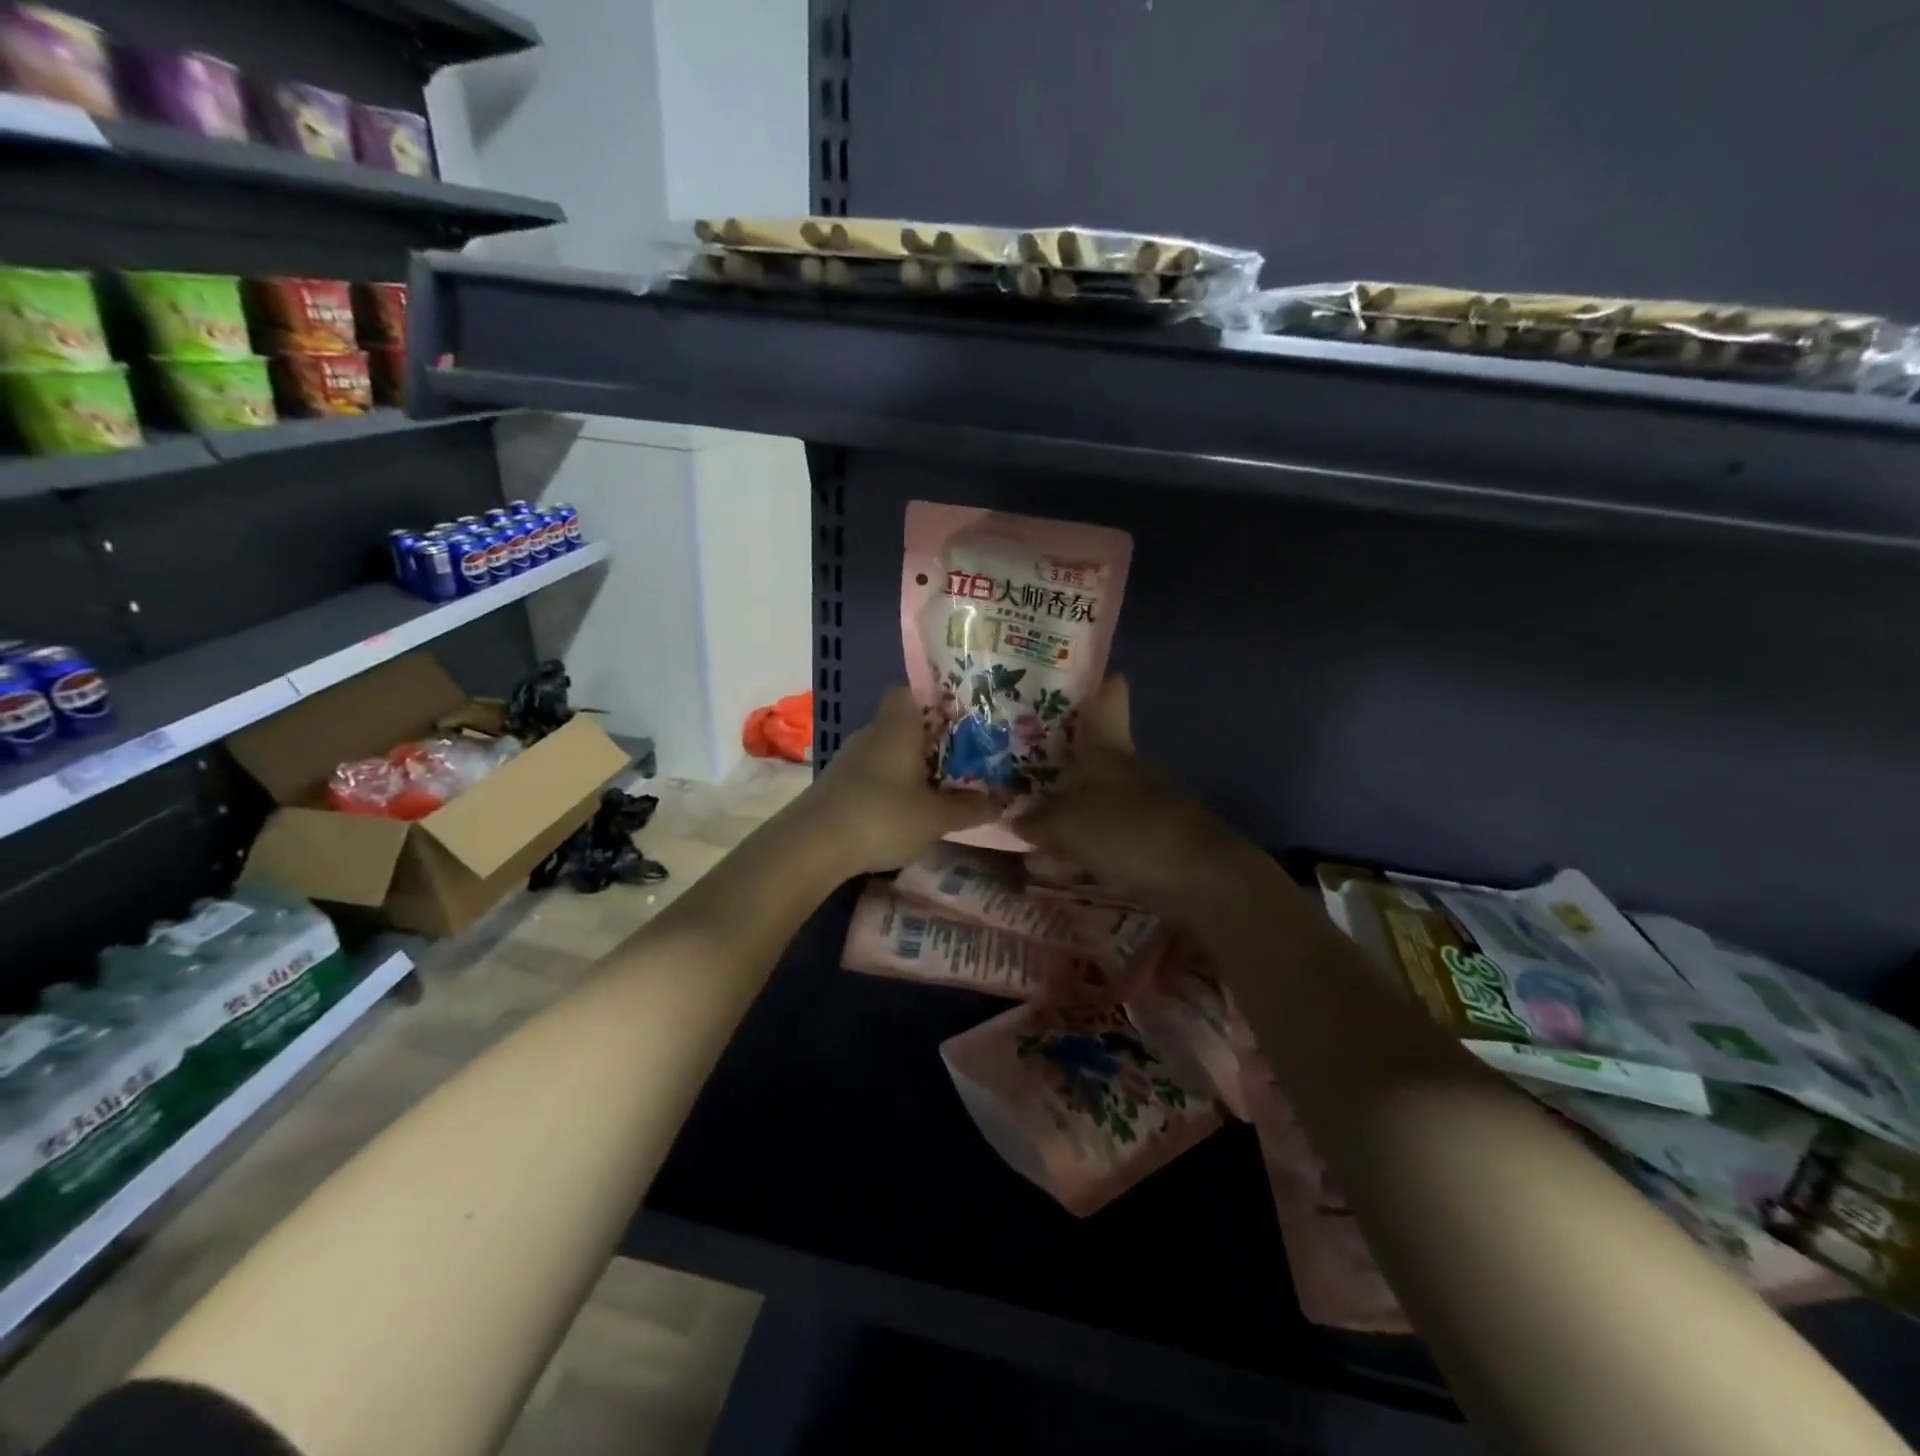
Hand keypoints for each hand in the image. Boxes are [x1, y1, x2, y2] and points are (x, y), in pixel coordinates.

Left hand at [802, 686, 998, 875]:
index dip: (935, 699)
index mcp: (898, 725)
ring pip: (887, 750)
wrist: (814, 845)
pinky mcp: (837, 784)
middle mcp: (871, 732)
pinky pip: (873, 774)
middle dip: (931, 739)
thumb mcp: (937, 816)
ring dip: (910, 765)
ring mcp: (849, 759)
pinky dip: (890, 785)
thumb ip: (970, 807)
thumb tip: (1002, 802)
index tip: (961, 716)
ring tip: (941, 784)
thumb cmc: (883, 815)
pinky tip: (907, 808)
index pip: (910, 690)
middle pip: (903, 723)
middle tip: (963, 755)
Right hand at [1015, 677, 1264, 916]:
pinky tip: (1048, 868)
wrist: (1200, 880)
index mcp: (1110, 749)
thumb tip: (1017, 817)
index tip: (1067, 679)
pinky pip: (1100, 841)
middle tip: (1012, 774)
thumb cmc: (1129, 832)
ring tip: (1021, 837)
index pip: (1109, 700)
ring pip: (1089, 804)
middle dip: (1052, 768)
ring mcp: (1138, 808)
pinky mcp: (1145, 845)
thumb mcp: (1069, 822)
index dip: (1093, 685)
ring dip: (1058, 819)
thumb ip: (1038, 819)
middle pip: (1087, 758)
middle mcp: (1125, 771)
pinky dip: (1075, 850)